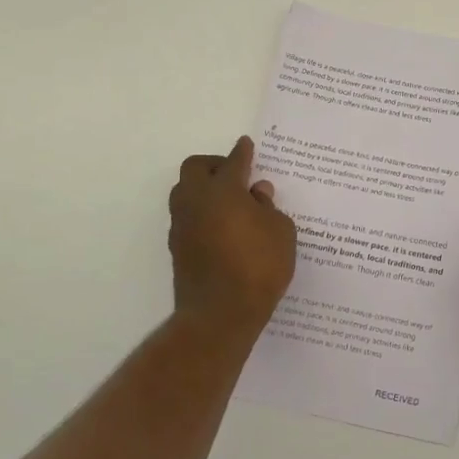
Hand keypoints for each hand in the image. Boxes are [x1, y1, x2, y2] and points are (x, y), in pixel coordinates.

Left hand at [169, 137, 296, 334]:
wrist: (221, 314)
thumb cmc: (259, 266)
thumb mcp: (281, 231)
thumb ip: (268, 207)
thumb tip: (256, 192)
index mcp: (223, 190)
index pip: (233, 162)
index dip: (242, 152)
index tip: (247, 145)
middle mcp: (196, 201)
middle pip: (195, 169)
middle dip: (214, 165)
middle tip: (236, 175)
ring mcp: (182, 225)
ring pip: (185, 192)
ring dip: (204, 189)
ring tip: (230, 203)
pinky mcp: (177, 248)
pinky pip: (187, 217)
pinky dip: (202, 213)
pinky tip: (222, 227)